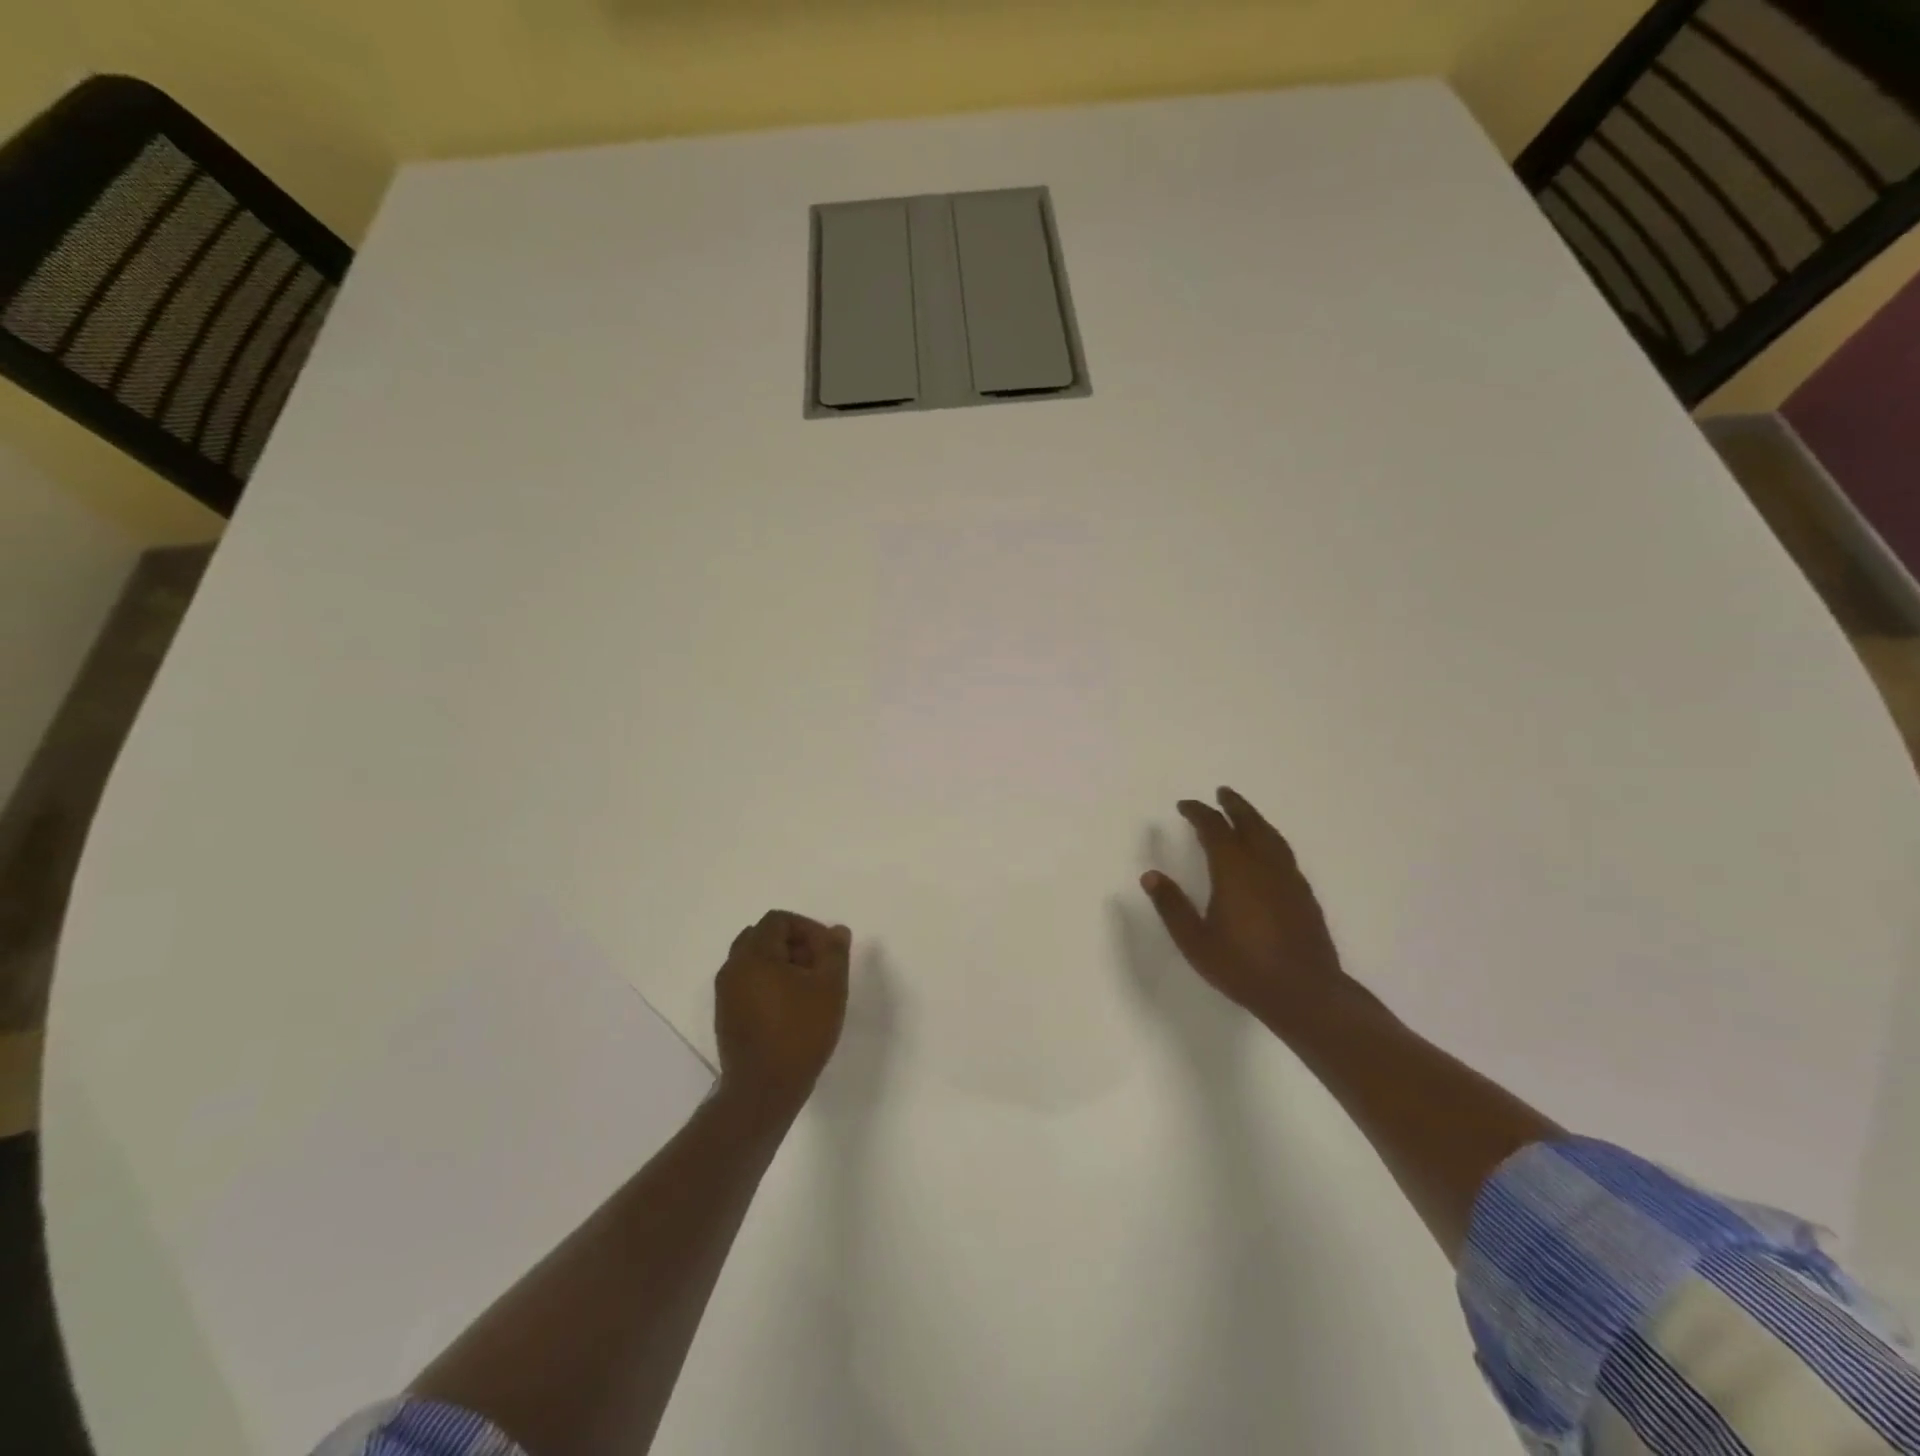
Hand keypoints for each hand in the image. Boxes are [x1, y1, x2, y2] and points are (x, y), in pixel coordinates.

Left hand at [715, 910, 851, 1114]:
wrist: (763, 1091)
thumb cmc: (800, 1033)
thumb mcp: (830, 988)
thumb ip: (834, 952)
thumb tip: (836, 930)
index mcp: (754, 954)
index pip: (778, 920)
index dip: (808, 928)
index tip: (828, 951)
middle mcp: (733, 967)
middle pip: (763, 937)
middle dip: (794, 944)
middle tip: (819, 967)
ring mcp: (725, 994)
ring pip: (754, 961)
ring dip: (782, 964)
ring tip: (808, 989)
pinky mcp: (726, 1016)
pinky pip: (748, 983)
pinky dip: (769, 983)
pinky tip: (791, 1008)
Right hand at [1140, 787, 1352, 1027]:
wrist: (1305, 993)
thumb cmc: (1243, 967)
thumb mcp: (1195, 941)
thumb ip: (1172, 906)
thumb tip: (1150, 876)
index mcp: (1234, 871)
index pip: (1214, 829)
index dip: (1198, 813)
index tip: (1185, 805)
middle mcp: (1263, 866)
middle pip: (1249, 824)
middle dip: (1234, 806)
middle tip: (1222, 792)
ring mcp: (1288, 879)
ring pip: (1271, 836)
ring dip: (1255, 819)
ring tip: (1244, 813)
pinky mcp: (1304, 894)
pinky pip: (1284, 853)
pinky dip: (1270, 839)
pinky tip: (1267, 851)